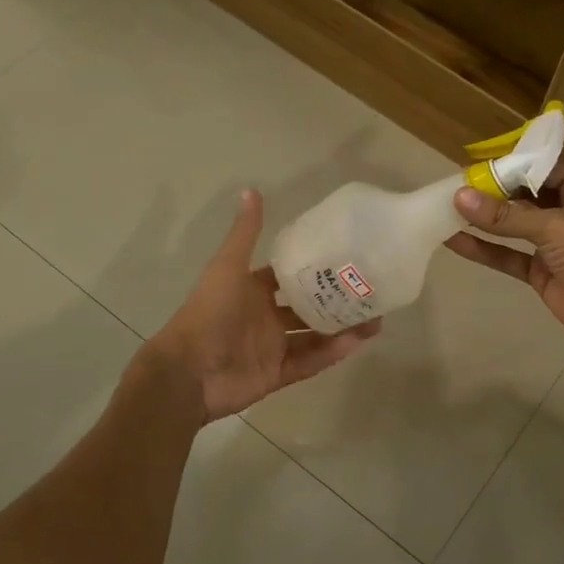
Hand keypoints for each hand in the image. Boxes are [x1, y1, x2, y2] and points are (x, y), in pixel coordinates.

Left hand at [149, 189, 380, 421]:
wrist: (188, 371)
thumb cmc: (209, 313)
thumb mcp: (228, 268)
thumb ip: (245, 234)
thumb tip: (252, 189)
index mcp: (254, 291)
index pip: (291, 277)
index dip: (317, 270)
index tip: (349, 261)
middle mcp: (266, 317)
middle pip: (309, 308)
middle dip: (338, 302)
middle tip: (371, 294)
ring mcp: (273, 347)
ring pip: (315, 336)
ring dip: (342, 329)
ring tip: (375, 322)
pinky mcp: (278, 374)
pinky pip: (310, 362)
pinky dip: (331, 354)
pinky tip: (357, 342)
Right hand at [446, 164, 563, 355]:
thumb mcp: (553, 227)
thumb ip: (505, 215)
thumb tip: (459, 197)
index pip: (540, 169)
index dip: (507, 168)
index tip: (471, 168)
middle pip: (524, 196)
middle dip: (490, 194)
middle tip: (452, 188)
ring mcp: (555, 242)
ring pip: (514, 226)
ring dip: (484, 221)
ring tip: (446, 210)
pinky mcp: (542, 269)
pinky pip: (509, 254)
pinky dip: (485, 249)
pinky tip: (454, 241)